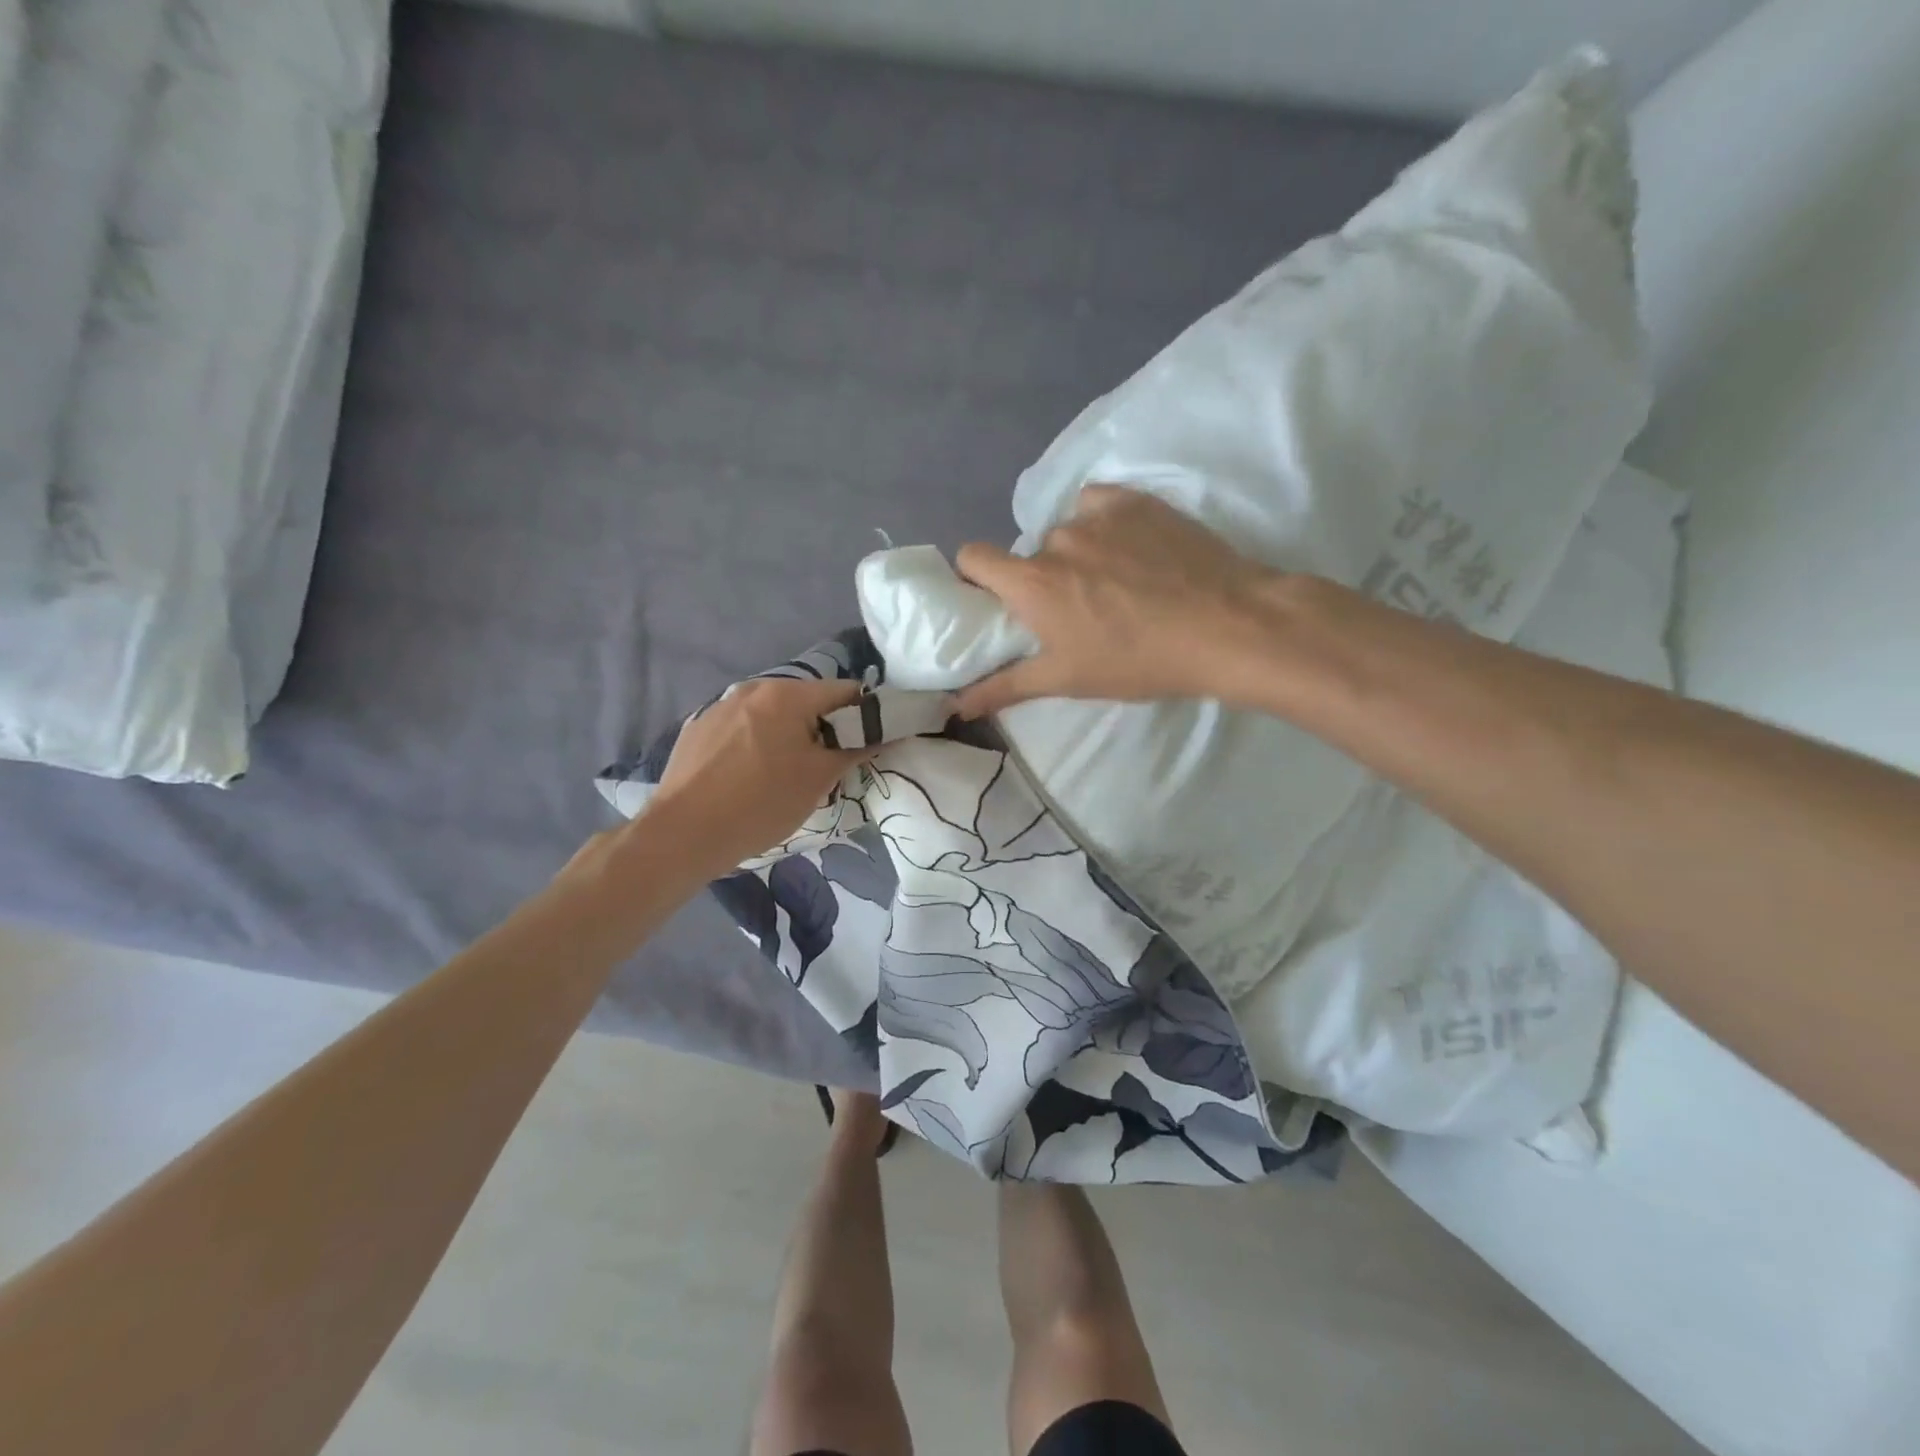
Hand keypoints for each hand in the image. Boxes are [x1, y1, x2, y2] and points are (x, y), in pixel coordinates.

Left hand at [646, 676, 875, 874]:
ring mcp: (721, 707)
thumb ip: (855, 748)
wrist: (683, 834)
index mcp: (787, 694)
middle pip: (808, 702)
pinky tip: (748, 779)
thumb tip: (881, 732)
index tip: (867, 748)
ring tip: (784, 778)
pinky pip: (743, 729)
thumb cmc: (761, 803)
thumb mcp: (819, 779)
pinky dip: (757, 745)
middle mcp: (753, 688)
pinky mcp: (698, 729)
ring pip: (774, 716)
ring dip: (789, 737)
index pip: (846, 691)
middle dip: (825, 729)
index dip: (866, 717)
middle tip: (827, 770)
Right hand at [952, 485, 1285, 716]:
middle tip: (1077, 609)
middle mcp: (1056, 539)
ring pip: (1068, 531)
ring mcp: (1098, 514)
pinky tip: (1134, 550)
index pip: (973, 557)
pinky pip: (1099, 505)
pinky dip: (1105, 524)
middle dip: (1043, 578)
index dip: (977, 577)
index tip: (998, 600)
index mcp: (1031, 582)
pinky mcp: (1136, 500)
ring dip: (1078, 554)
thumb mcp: (1067, 679)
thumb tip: (955, 705)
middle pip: (1030, 554)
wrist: (1225, 626)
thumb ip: (1005, 687)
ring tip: (1118, 583)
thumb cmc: (1137, 660)